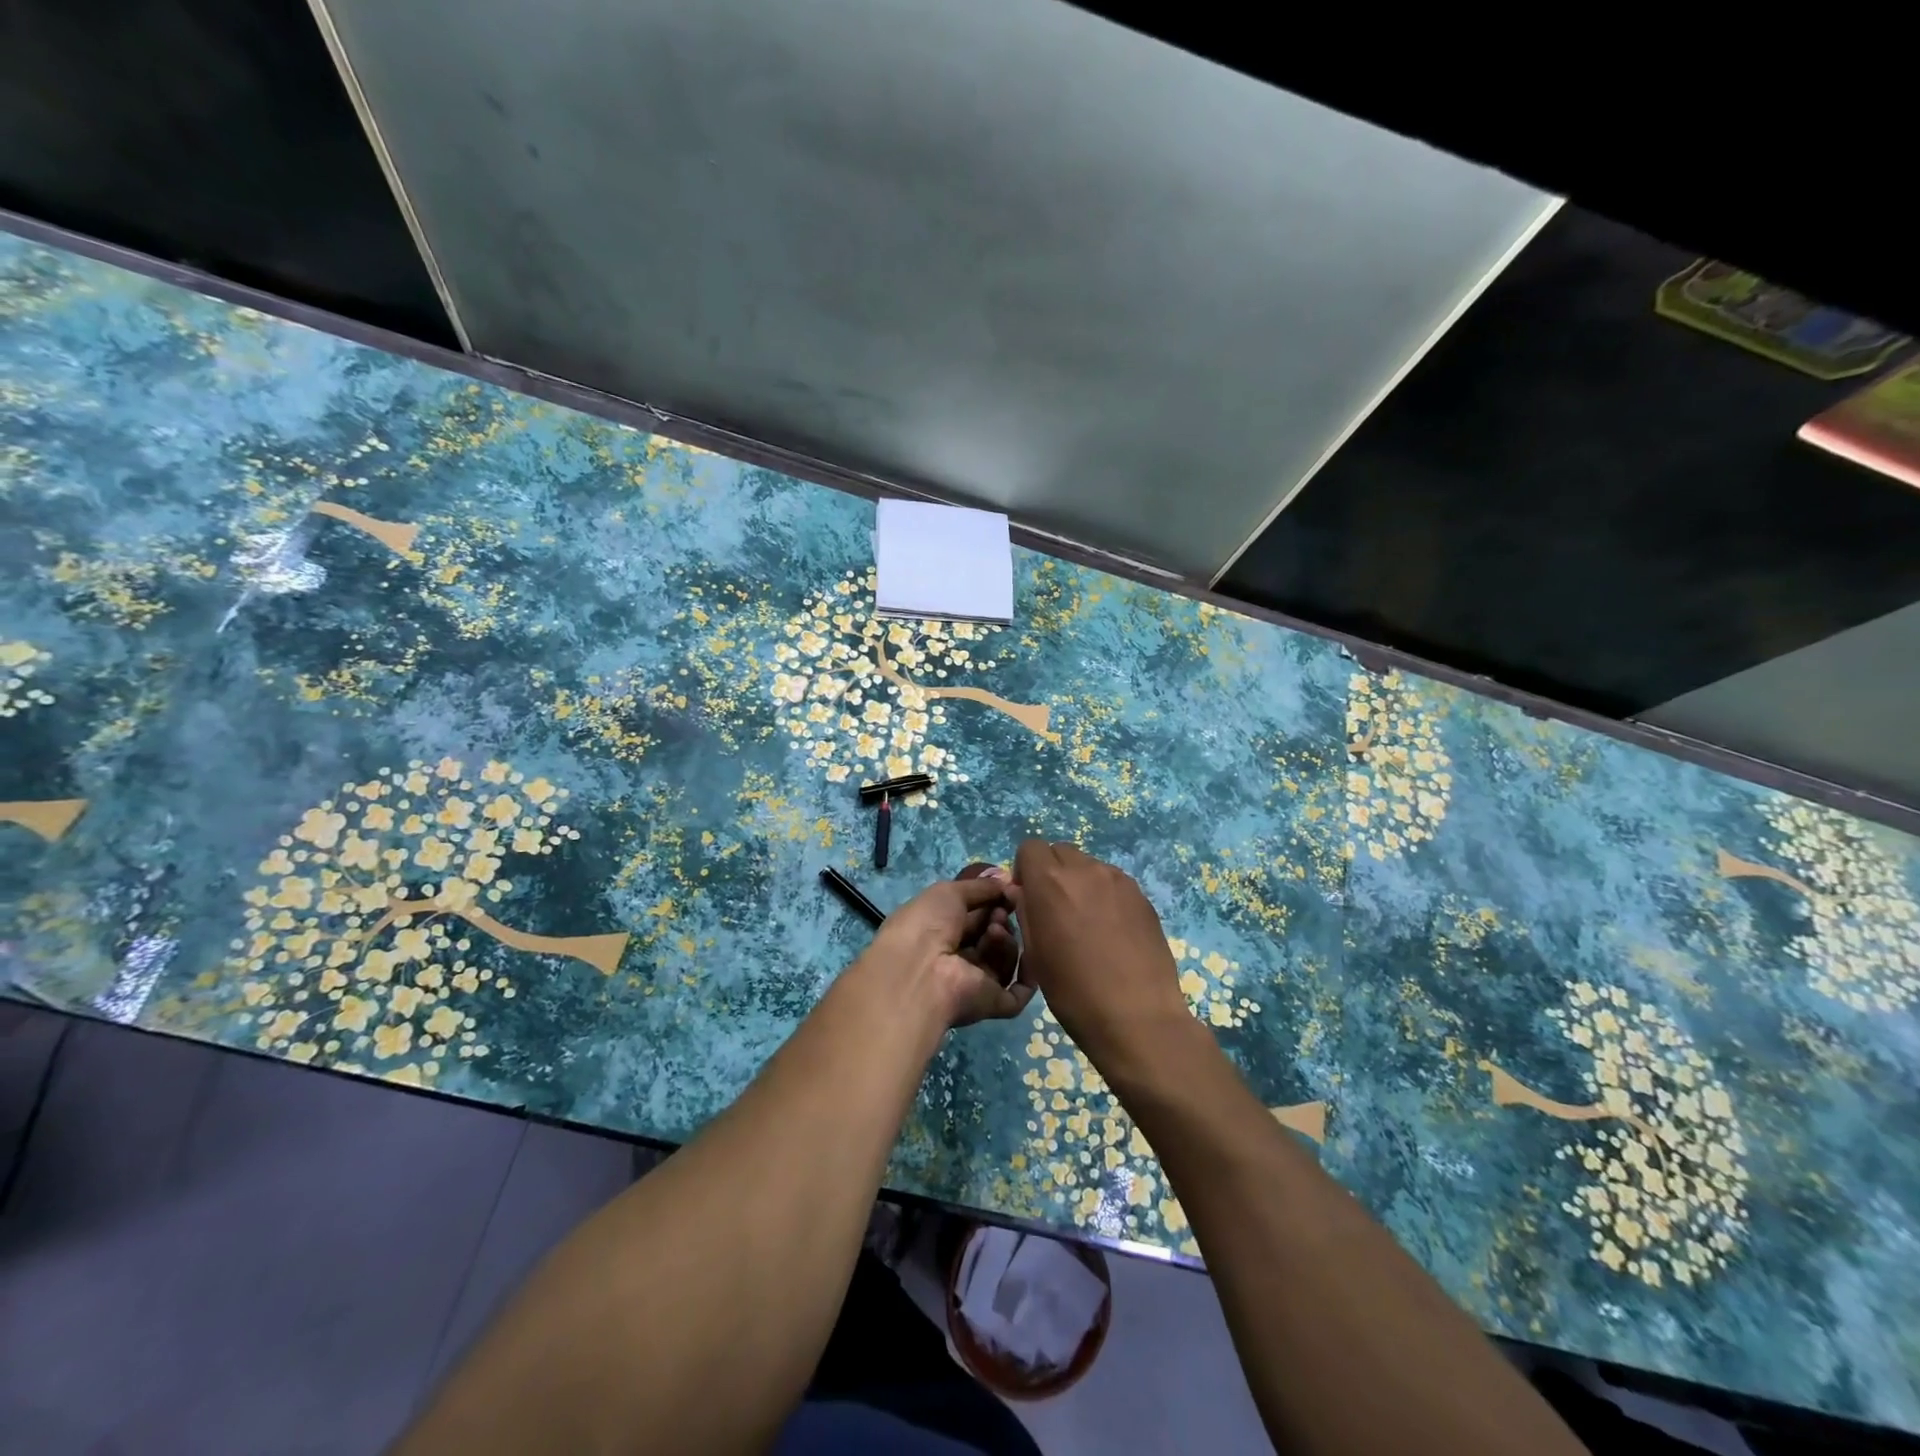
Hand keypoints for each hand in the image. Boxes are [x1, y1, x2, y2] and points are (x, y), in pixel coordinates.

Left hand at [858, 870, 1030, 1028]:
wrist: (919, 970)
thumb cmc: (926, 924)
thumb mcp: (949, 892)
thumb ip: (980, 886)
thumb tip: (1008, 879)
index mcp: (942, 933)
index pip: (977, 916)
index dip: (994, 902)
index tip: (1008, 890)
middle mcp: (959, 959)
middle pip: (993, 936)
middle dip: (1000, 919)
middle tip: (998, 913)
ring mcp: (976, 983)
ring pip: (1006, 959)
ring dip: (1006, 941)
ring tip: (994, 932)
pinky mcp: (992, 1004)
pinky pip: (1020, 992)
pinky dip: (1030, 973)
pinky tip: (1029, 953)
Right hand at [1010, 840, 1190, 1072]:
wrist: (1137, 1017)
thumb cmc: (1074, 991)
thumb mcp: (1036, 953)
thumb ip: (1026, 911)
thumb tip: (1022, 891)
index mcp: (1050, 882)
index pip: (1030, 848)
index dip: (1025, 870)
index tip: (1029, 897)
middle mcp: (1085, 870)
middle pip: (1060, 851)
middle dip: (1052, 872)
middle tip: (1056, 909)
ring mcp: (1118, 880)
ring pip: (1089, 865)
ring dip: (1080, 882)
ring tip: (1087, 922)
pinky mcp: (1142, 895)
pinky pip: (1113, 882)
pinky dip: (1104, 895)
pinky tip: (1111, 930)